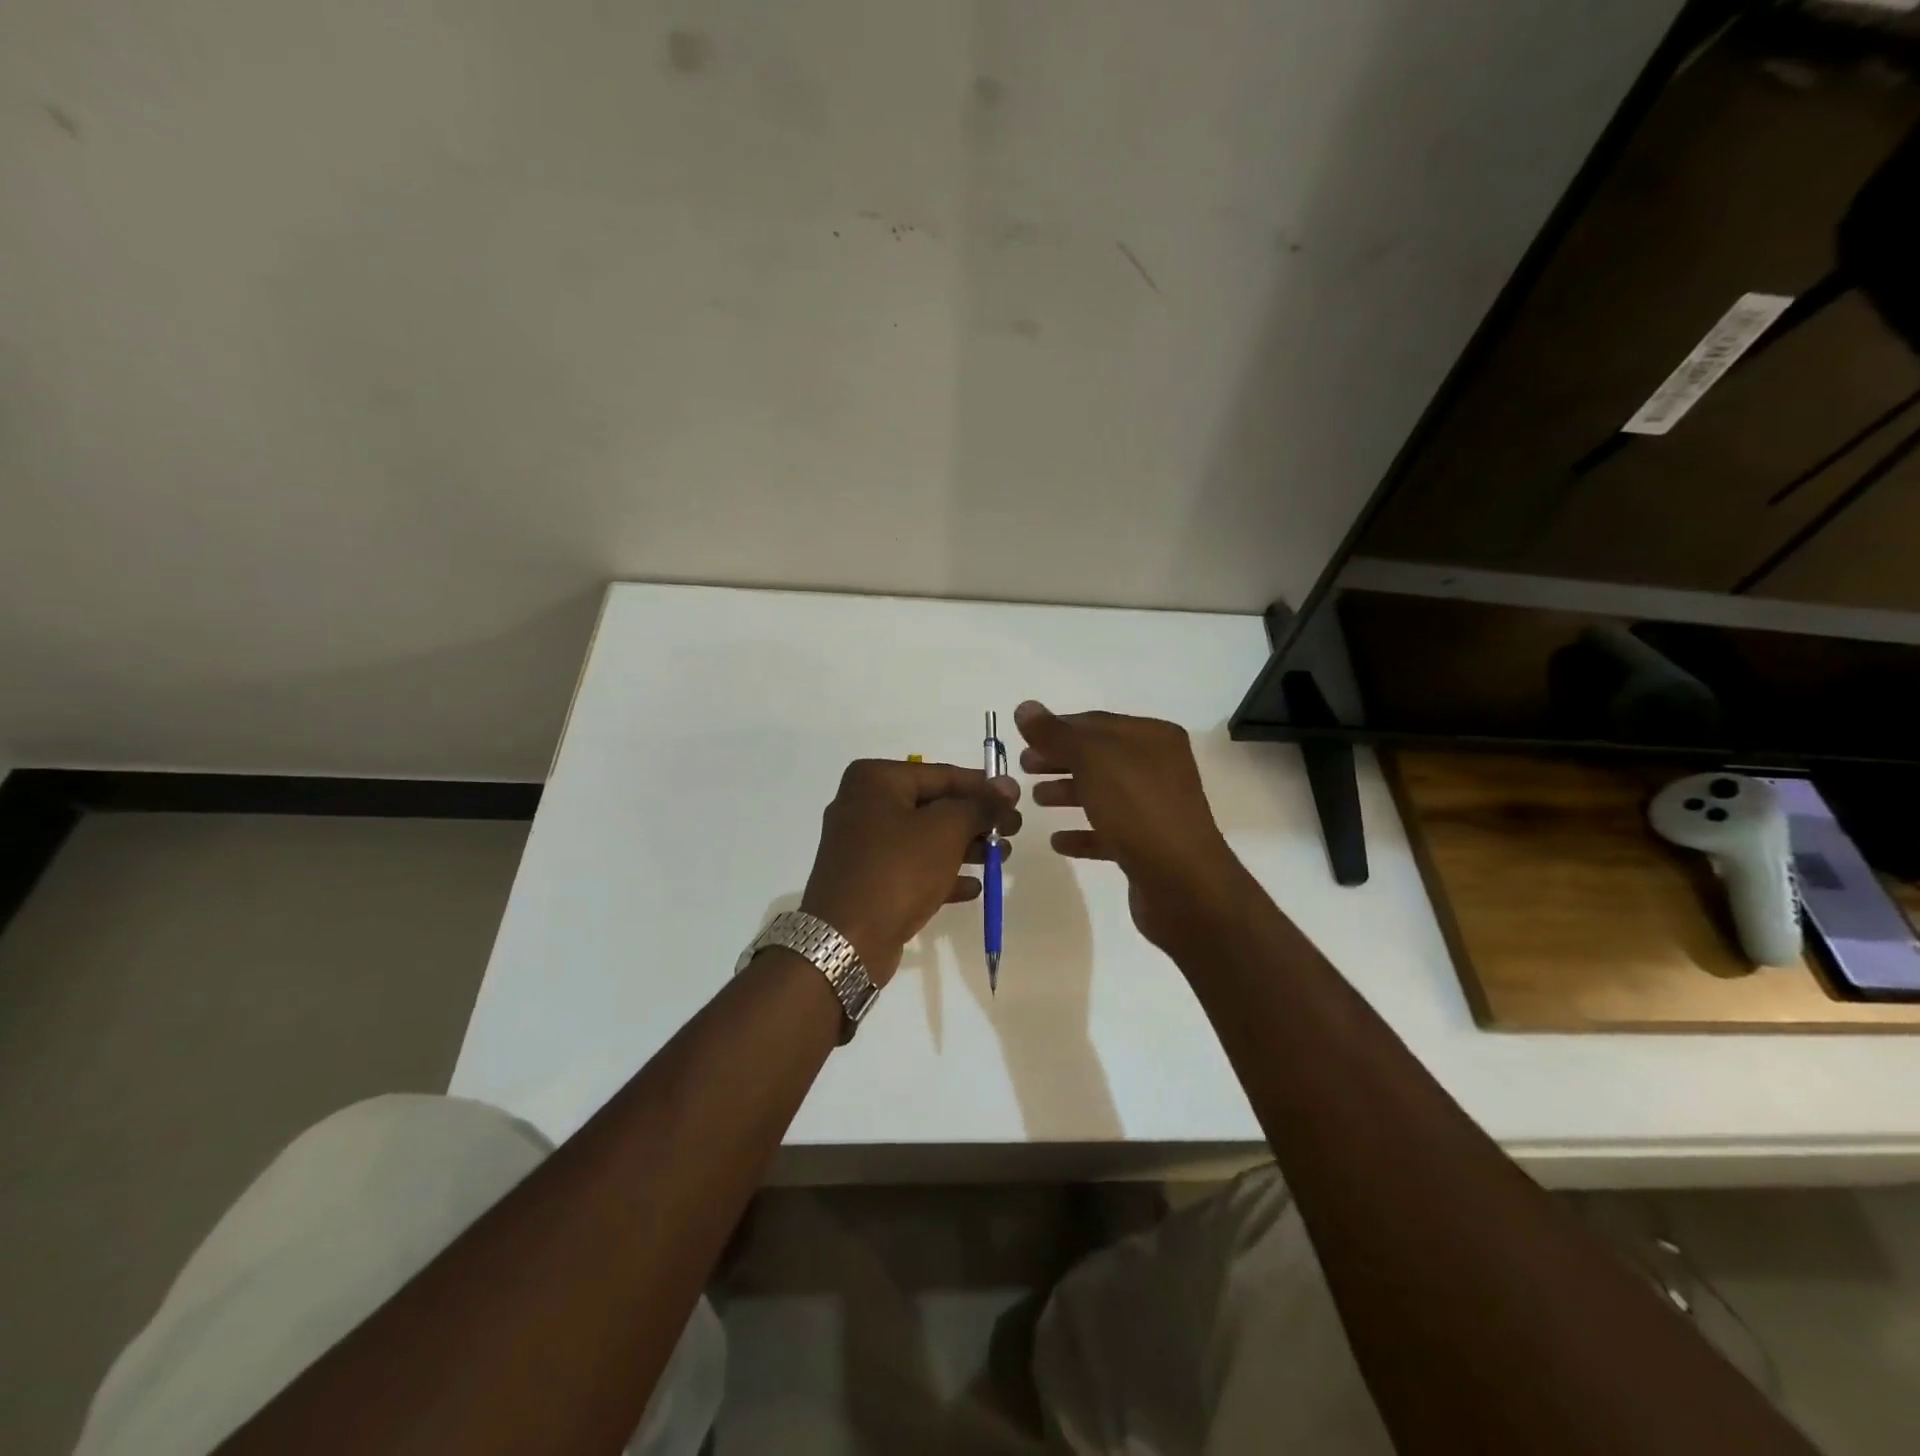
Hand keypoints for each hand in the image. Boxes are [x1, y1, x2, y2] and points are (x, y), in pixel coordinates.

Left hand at [801, 760, 1021, 984]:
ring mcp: (862, 845)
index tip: (1016, 799)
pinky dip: (941, 874)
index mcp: (875, 780)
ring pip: (924, 839)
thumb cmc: (897, 870)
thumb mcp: (946, 831)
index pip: (941, 774)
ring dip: (964, 848)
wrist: (845, 941)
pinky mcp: (866, 880)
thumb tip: (1007, 785)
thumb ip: (979, 806)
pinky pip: (911, 868)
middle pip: (933, 806)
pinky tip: (972, 888)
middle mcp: (863, 805)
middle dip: (975, 821)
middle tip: (1012, 832)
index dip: (983, 787)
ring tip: (1001, 859)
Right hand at [1015, 701, 1247, 950]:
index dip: (1057, 728)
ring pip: (1102, 792)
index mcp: (1153, 738)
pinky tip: (1057, 842)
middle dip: (1059, 759)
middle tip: (1023, 767)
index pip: (1096, 722)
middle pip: (1098, 757)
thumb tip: (1025, 708)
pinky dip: (1082, 832)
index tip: (1023, 740)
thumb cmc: (1138, 809)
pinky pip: (1108, 831)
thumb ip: (1056, 734)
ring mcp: (1155, 808)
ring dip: (1067, 793)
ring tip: (1035, 800)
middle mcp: (1158, 767)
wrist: (1182, 883)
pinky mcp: (1148, 845)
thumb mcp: (1092, 760)